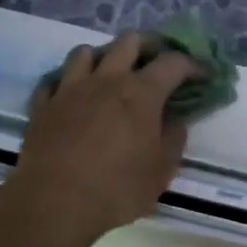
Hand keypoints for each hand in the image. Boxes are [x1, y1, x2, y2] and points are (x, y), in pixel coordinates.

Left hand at [1, 34, 203, 246]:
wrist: (53, 204)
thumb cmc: (117, 188)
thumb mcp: (161, 171)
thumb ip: (174, 139)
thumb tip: (175, 120)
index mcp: (141, 93)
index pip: (173, 62)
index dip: (192, 65)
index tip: (202, 76)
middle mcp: (107, 80)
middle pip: (129, 41)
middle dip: (147, 46)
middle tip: (155, 63)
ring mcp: (71, 89)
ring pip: (85, 52)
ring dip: (102, 58)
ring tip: (109, 75)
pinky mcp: (44, 106)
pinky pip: (54, 81)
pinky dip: (66, 84)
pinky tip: (72, 98)